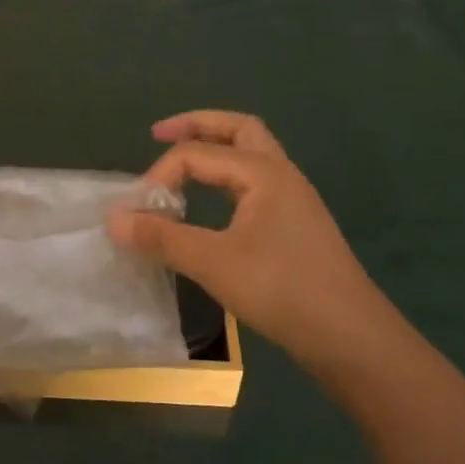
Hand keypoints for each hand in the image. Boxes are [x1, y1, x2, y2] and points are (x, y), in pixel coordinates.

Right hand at [108, 112, 404, 380]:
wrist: (351, 338)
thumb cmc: (281, 290)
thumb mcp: (212, 262)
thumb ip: (161, 237)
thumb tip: (113, 218)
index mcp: (263, 172)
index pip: (197, 154)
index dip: (160, 175)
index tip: (137, 210)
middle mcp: (281, 175)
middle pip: (238, 129)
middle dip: (197, 126)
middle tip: (160, 134)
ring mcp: (293, 200)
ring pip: (251, 156)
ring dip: (216, 150)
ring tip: (182, 166)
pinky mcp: (295, 226)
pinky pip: (255, 184)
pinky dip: (226, 179)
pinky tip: (211, 205)